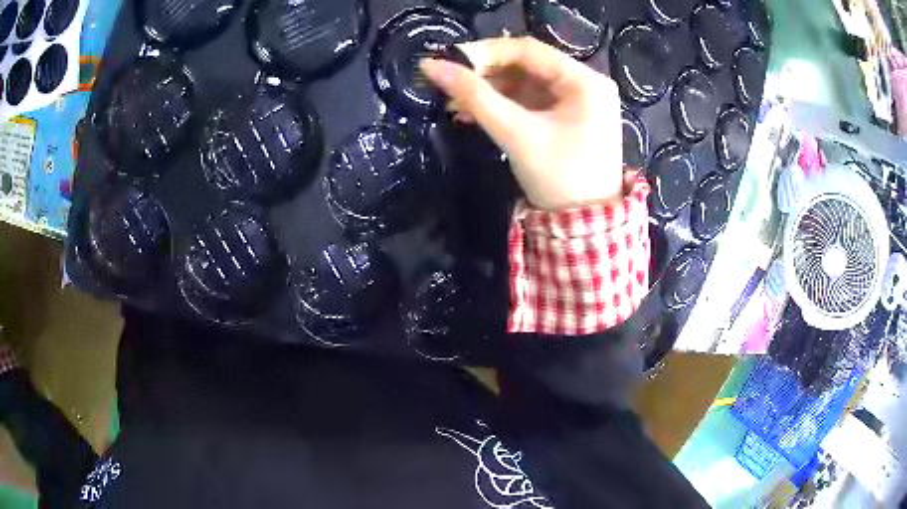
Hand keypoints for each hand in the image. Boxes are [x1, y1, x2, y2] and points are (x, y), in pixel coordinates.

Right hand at [421, 37, 623, 210]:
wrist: (584, 227)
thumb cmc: (558, 178)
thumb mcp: (516, 134)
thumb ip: (474, 96)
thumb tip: (431, 66)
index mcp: (585, 81)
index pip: (528, 49)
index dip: (485, 51)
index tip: (449, 61)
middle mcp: (585, 84)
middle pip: (527, 65)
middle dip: (485, 74)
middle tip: (448, 83)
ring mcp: (577, 102)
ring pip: (525, 84)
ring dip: (489, 91)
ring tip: (453, 103)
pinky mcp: (567, 118)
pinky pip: (530, 102)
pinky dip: (503, 106)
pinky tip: (473, 114)